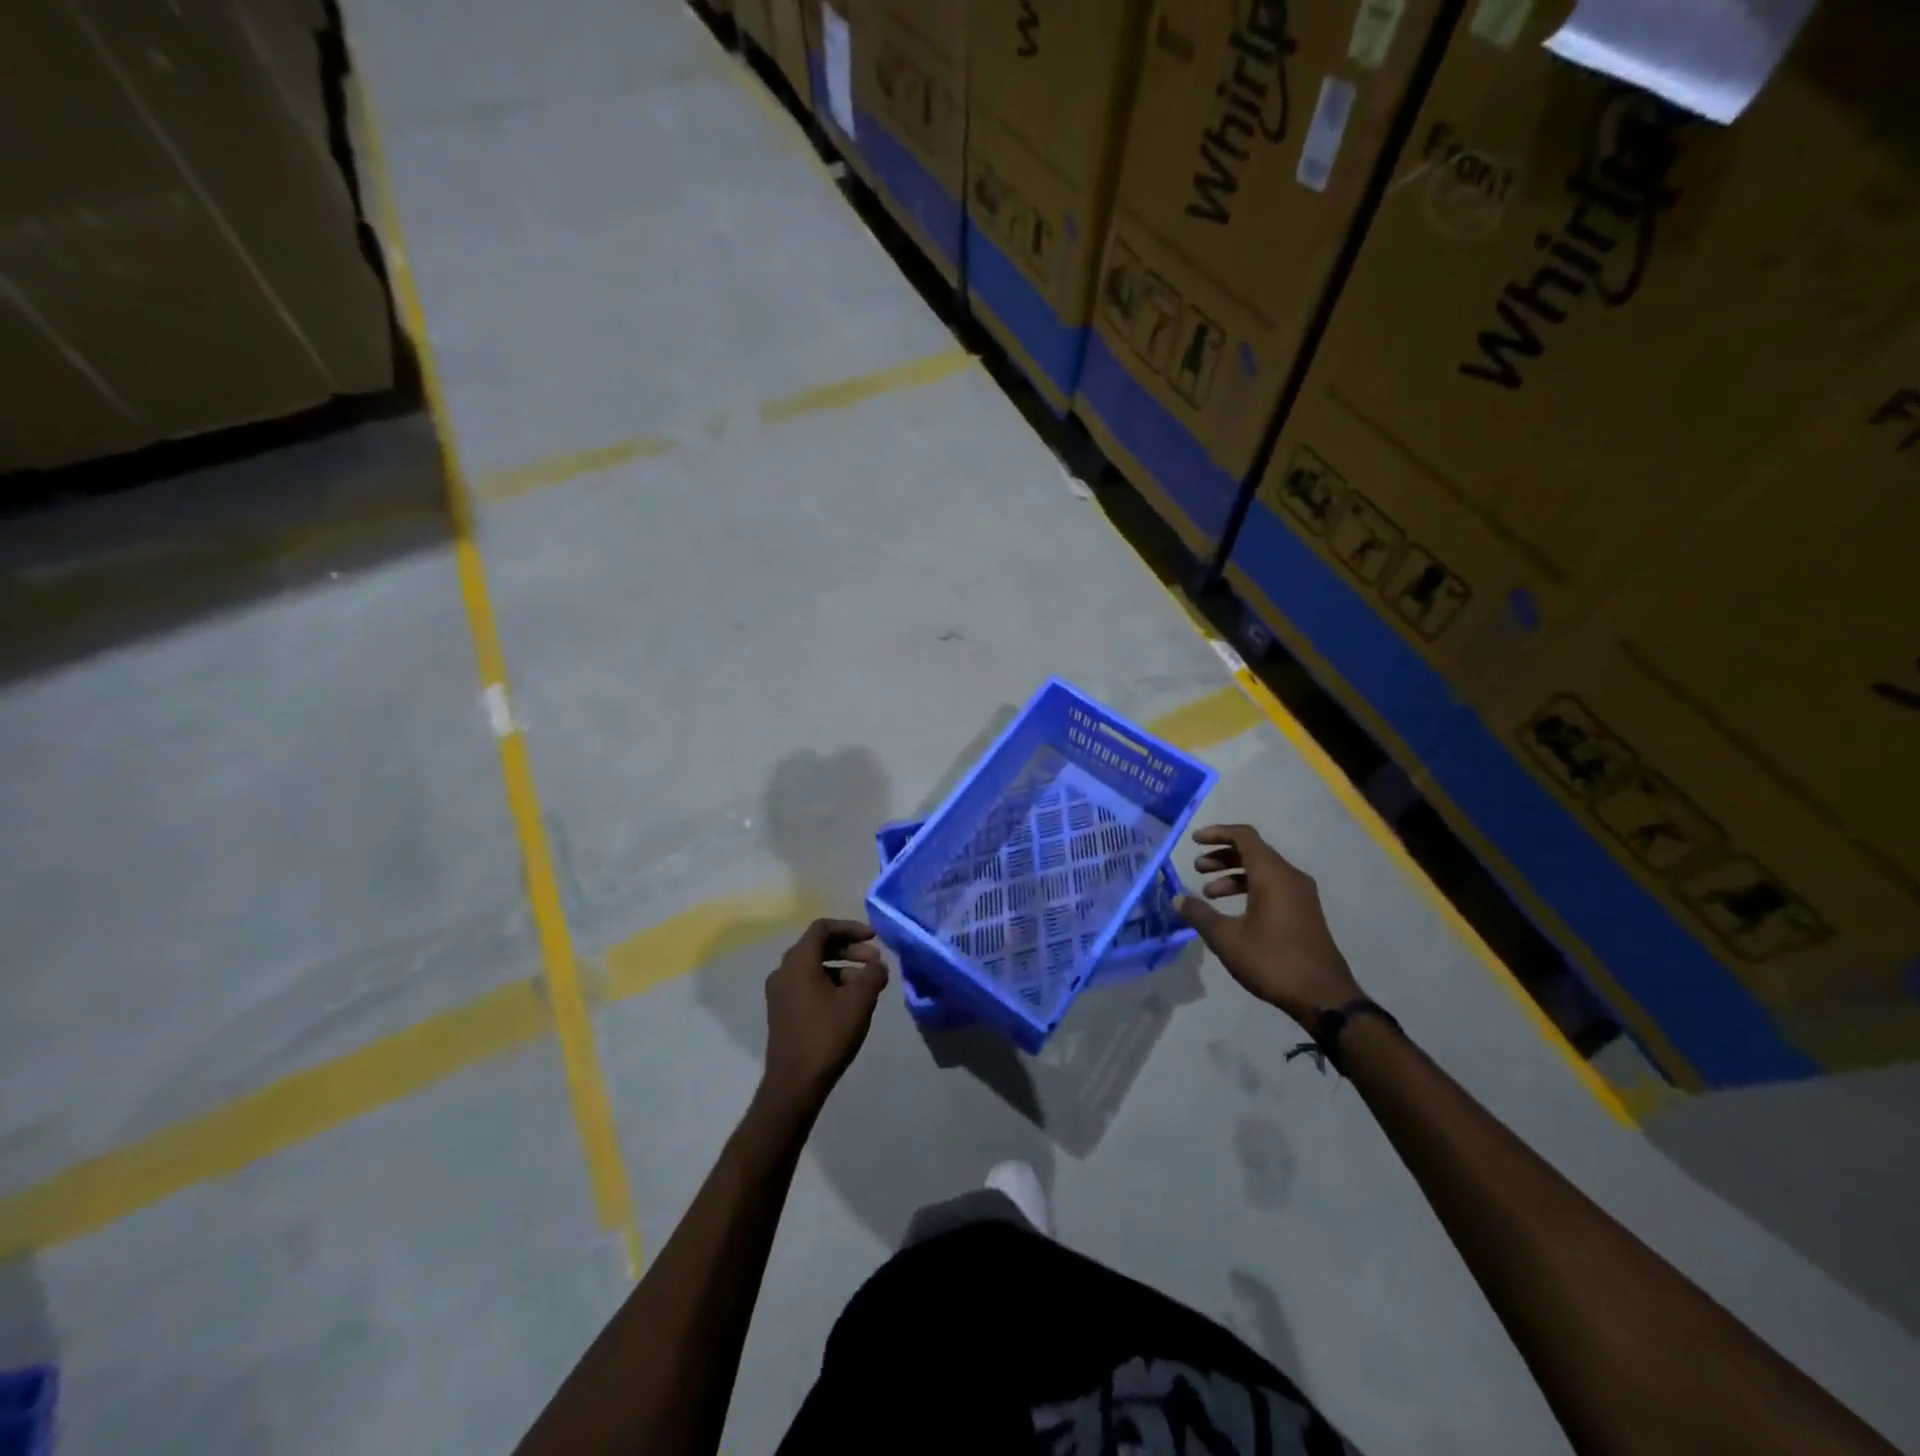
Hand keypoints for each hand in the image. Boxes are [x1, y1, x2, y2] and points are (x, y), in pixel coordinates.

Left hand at [760, 918, 888, 1110]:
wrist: (794, 1084)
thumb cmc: (827, 1035)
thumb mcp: (859, 1001)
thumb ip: (873, 974)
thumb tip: (877, 965)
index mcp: (798, 961)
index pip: (823, 928)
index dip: (851, 928)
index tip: (874, 937)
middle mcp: (783, 971)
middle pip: (818, 946)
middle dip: (850, 949)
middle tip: (875, 962)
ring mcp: (780, 992)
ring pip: (814, 966)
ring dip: (843, 968)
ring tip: (868, 985)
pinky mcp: (782, 1010)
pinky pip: (807, 984)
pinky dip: (830, 983)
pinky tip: (850, 1001)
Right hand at [1176, 824, 1362, 1030]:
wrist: (1323, 996)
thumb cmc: (1272, 960)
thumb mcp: (1227, 938)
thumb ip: (1200, 914)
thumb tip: (1178, 899)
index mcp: (1272, 874)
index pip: (1244, 836)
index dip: (1217, 833)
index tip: (1193, 842)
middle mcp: (1290, 877)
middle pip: (1253, 852)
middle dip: (1221, 856)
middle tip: (1197, 869)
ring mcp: (1301, 895)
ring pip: (1263, 871)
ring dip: (1233, 875)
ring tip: (1208, 894)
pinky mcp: (1305, 912)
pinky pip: (1273, 887)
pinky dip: (1249, 889)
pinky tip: (1233, 912)